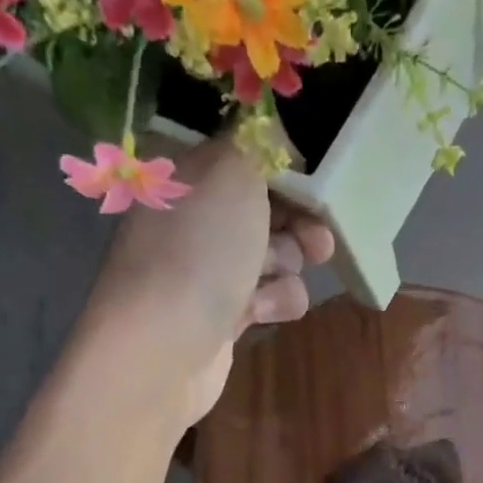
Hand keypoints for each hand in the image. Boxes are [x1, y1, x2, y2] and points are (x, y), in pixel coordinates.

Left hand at [85, 135, 333, 426]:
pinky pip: (267, 298)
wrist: (163, 349)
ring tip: (276, 277)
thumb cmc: (199, 250)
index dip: (285, 168)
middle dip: (298, 222)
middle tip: (319, 238)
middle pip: (266, 209)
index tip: (317, 181)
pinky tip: (259, 314)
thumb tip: (273, 133)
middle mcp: (194, 218)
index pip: (244, 157)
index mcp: (185, 174)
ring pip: (274, 256)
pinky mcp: (222, 316)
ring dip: (287, 266)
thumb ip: (259, 143)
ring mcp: (207, 270)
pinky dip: (273, 303)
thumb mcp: (233, 172)